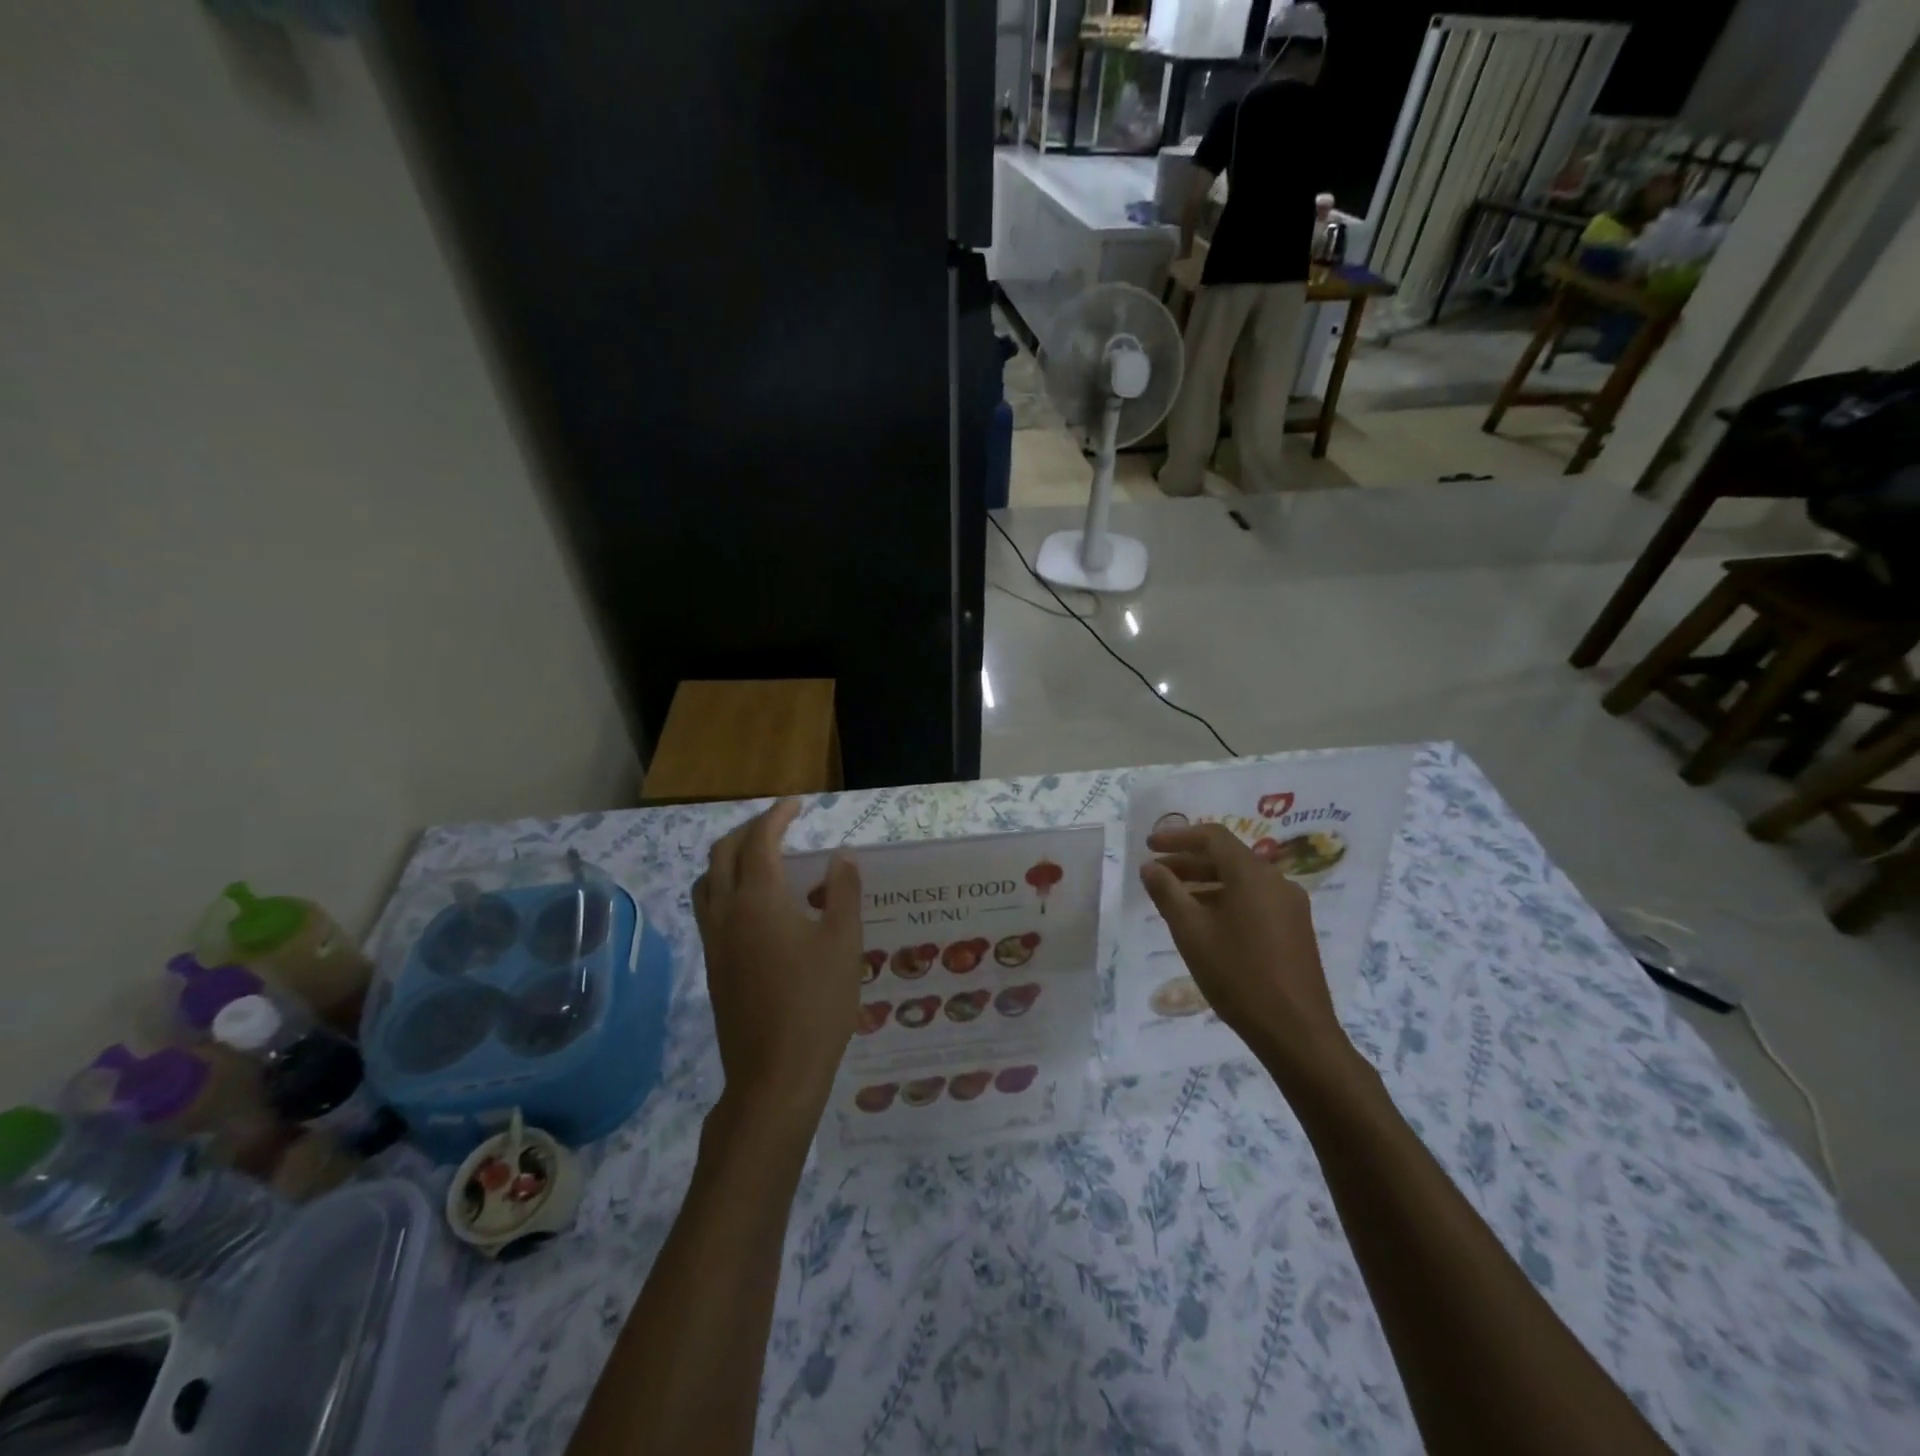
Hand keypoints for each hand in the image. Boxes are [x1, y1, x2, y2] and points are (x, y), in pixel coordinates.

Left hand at [692, 800, 863, 1124]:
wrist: (774, 1074)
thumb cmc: (816, 1004)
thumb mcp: (844, 943)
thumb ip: (843, 892)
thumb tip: (841, 857)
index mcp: (758, 899)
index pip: (760, 840)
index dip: (777, 816)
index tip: (797, 805)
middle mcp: (727, 912)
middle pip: (723, 853)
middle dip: (750, 830)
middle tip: (780, 824)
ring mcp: (714, 940)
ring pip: (707, 881)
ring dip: (729, 857)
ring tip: (761, 857)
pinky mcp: (713, 965)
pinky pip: (709, 907)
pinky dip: (724, 886)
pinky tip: (756, 906)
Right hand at [1140, 824, 1353, 1088]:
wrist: (1296, 1032)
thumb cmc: (1238, 975)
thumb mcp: (1191, 932)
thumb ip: (1167, 893)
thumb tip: (1151, 867)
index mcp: (1252, 875)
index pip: (1213, 837)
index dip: (1178, 836)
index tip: (1149, 845)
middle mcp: (1276, 881)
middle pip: (1228, 857)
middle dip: (1188, 861)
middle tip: (1156, 873)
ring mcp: (1290, 906)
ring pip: (1241, 880)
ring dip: (1206, 882)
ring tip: (1174, 898)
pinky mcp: (1295, 929)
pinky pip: (1254, 899)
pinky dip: (1225, 899)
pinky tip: (1205, 922)